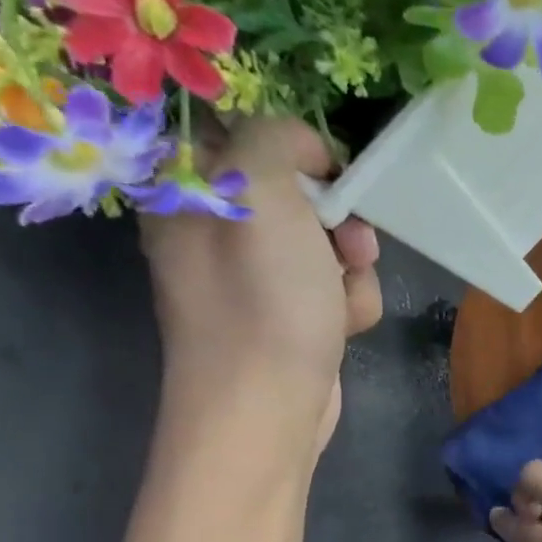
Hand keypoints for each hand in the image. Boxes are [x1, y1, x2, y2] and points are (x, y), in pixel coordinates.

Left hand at [142, 118, 382, 453]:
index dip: (292, 147)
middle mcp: (218, 231)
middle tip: (347, 239)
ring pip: (328, 242)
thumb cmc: (260, 298)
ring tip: (344, 295)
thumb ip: (276, 139)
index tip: (326, 170)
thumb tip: (309, 154)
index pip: (242, 135)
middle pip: (298, 193)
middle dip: (336, 216)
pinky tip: (345, 325)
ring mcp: (258, 279)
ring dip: (351, 265)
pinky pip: (335, 286)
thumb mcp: (259, 189)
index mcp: (189, 192)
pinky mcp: (293, 317)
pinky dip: (351, 302)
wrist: (268, 405)